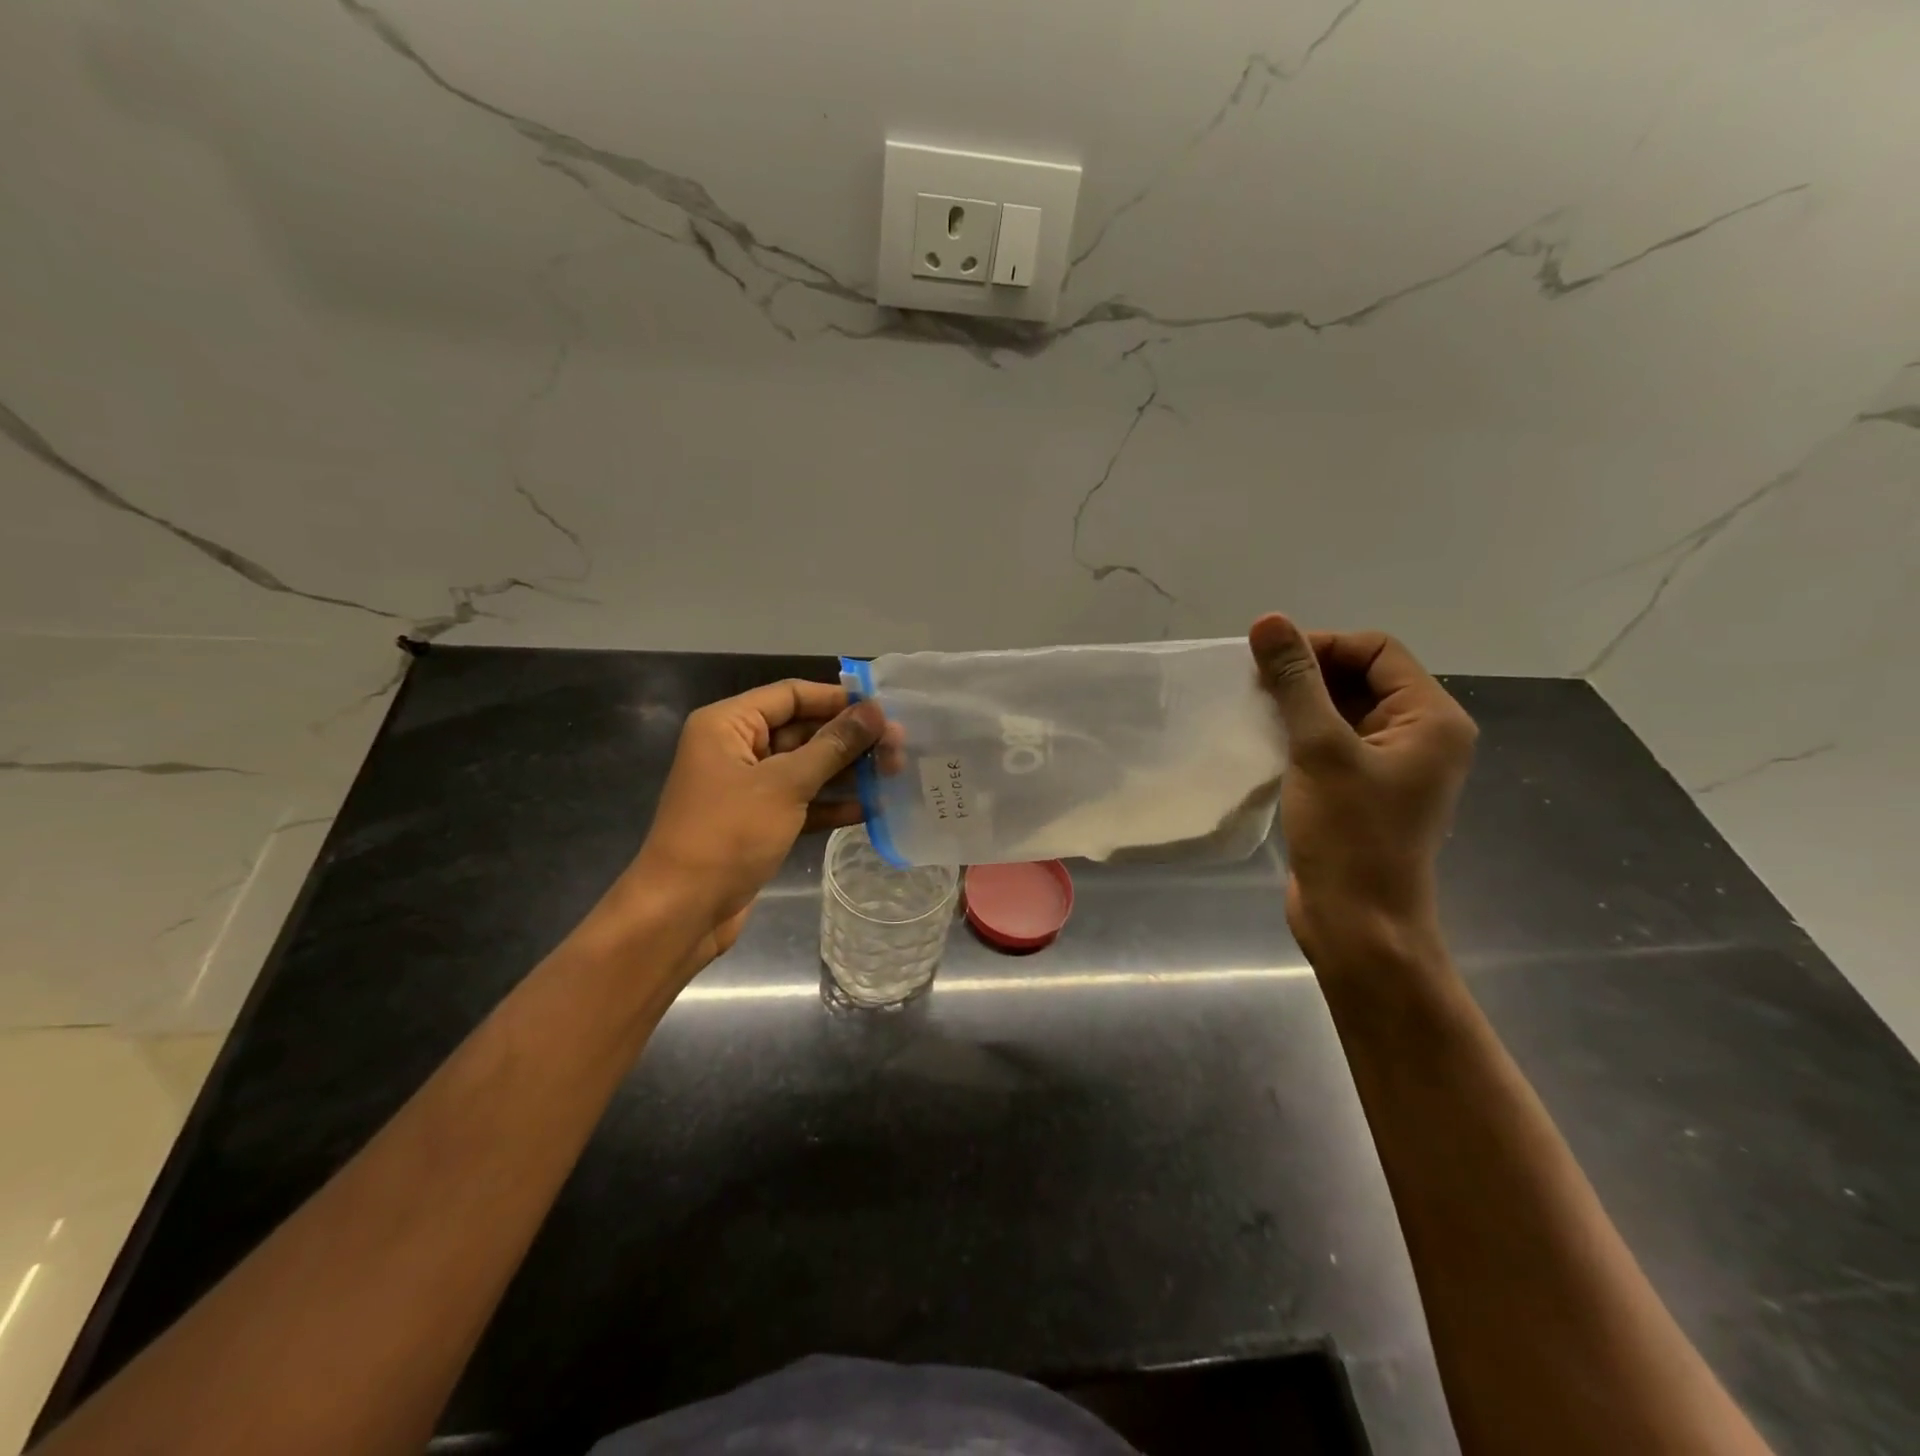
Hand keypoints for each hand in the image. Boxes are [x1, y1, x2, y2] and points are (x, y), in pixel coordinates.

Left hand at [597, 680, 882, 967]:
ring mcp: (748, 788)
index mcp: (728, 725)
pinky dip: (831, 803)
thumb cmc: (728, 834)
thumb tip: (875, 711)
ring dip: (847, 771)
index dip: (837, 699)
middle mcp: (736, 748)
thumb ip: (833, 746)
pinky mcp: (759, 822)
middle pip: (801, 730)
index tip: (884, 708)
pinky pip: (801, 801)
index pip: (790, 695)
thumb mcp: (785, 784)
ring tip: (895, 773)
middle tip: (899, 745)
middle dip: (849, 738)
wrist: (682, 911)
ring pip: (805, 767)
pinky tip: (872, 808)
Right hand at [1250, 615, 1476, 962]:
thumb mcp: (1320, 749)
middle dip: (1308, 675)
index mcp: (1430, 718)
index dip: (1323, 646)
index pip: (1377, 651)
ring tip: (1254, 711)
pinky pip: (1332, 743)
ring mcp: (1391, 765)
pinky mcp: (1362, 789)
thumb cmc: (1349, 834)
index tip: (1269, 664)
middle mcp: (1419, 735)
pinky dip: (1299, 734)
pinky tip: (1265, 740)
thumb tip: (1269, 621)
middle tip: (1256, 687)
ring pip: (1342, 711)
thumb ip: (1296, 682)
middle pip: (1361, 677)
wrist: (1356, 922)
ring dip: (1299, 704)